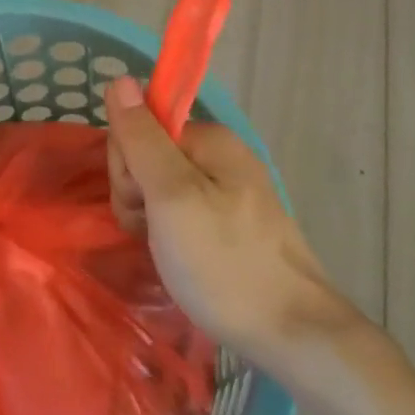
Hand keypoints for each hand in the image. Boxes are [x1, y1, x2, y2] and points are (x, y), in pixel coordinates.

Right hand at [106, 75, 357, 365]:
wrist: (295, 337)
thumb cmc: (225, 264)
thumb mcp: (172, 197)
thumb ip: (142, 138)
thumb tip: (119, 77)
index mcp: (208, 139)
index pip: (138, 128)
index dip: (127, 167)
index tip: (143, 206)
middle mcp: (220, 154)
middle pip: (148, 154)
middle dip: (137, 194)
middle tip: (155, 233)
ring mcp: (228, 189)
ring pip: (160, 186)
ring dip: (149, 217)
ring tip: (167, 252)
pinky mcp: (231, 222)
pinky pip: (180, 210)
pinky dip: (169, 232)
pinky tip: (177, 258)